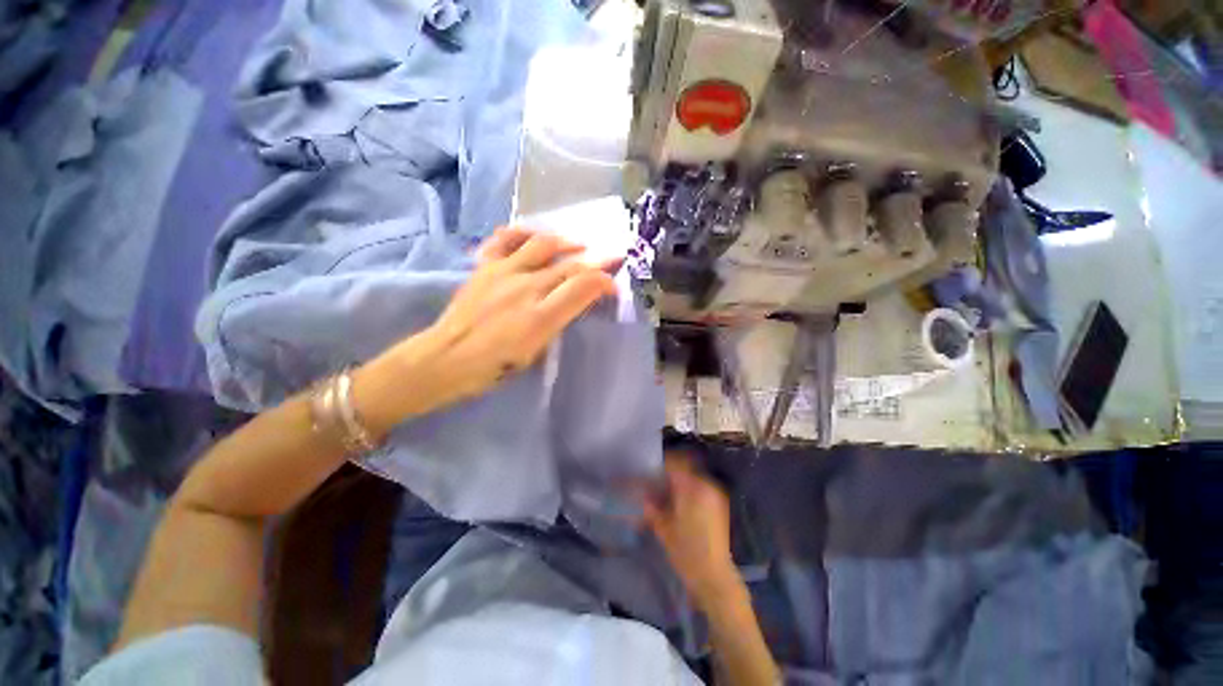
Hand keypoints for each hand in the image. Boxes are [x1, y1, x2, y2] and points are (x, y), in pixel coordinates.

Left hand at [397, 227, 616, 404]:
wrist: (447, 357)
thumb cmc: (494, 366)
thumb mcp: (535, 353)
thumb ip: (558, 323)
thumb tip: (574, 303)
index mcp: (540, 317)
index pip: (582, 287)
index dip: (604, 282)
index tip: (612, 287)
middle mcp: (525, 288)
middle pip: (570, 265)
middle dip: (597, 261)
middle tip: (612, 259)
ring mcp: (503, 272)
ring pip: (543, 244)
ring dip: (567, 242)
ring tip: (579, 245)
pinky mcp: (485, 265)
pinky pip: (507, 238)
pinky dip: (525, 233)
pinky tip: (537, 236)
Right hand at [644, 452, 738, 605]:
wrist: (714, 576)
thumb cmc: (686, 552)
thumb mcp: (663, 528)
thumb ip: (651, 505)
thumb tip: (642, 492)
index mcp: (692, 487)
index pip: (673, 464)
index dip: (659, 464)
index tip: (648, 469)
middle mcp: (706, 484)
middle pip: (685, 466)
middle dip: (669, 470)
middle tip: (656, 480)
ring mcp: (716, 493)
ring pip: (693, 475)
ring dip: (680, 479)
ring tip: (667, 490)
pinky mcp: (721, 503)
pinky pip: (702, 486)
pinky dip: (690, 488)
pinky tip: (680, 500)